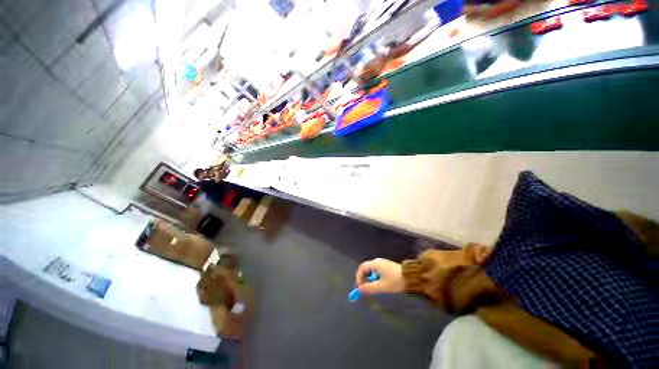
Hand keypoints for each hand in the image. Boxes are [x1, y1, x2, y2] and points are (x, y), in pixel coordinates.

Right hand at [355, 258, 404, 294]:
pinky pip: (376, 270)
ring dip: (369, 278)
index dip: (358, 277)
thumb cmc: (395, 281)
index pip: (362, 267)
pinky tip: (379, 284)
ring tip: (372, 288)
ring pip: (371, 269)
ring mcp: (382, 262)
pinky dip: (374, 277)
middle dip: (363, 278)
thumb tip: (360, 290)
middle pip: (366, 268)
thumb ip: (370, 288)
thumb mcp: (382, 286)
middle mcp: (377, 261)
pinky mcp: (386, 265)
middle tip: (365, 289)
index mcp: (375, 264)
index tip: (360, 287)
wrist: (411, 277)